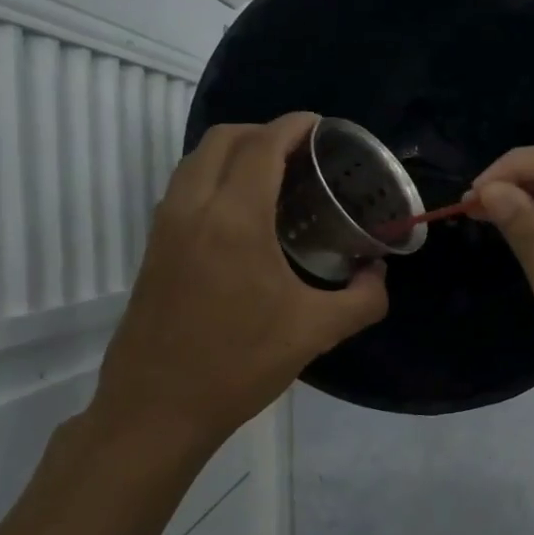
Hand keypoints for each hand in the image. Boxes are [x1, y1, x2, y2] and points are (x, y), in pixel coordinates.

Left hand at [85, 113, 387, 459]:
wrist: (157, 408)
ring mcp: (166, 226)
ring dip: (235, 151)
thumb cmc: (239, 365)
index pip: (263, 145)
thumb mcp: (316, 332)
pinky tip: (244, 213)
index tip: (322, 127)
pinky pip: (185, 187)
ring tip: (276, 176)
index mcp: (235, 219)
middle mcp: (194, 208)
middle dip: (264, 131)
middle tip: (303, 152)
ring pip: (197, 160)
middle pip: (224, 138)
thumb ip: (363, 299)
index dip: (294, 126)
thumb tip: (379, 275)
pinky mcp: (154, 247)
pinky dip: (214, 176)